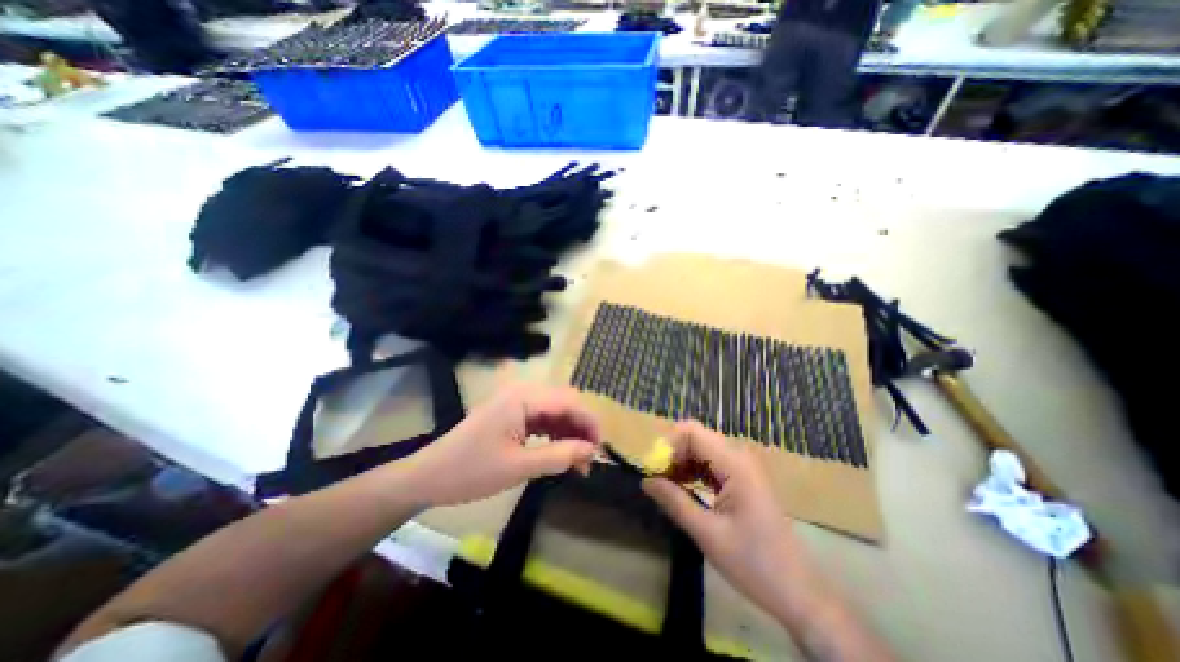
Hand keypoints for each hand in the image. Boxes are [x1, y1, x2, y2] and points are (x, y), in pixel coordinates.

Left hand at [400, 387, 598, 505]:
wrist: (428, 476)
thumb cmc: (470, 471)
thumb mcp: (518, 467)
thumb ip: (559, 456)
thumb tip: (592, 451)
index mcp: (523, 397)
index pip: (569, 402)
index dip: (590, 423)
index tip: (600, 450)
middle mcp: (523, 392)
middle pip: (565, 404)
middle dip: (581, 429)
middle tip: (589, 459)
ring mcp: (517, 402)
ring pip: (556, 412)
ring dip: (569, 433)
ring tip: (578, 462)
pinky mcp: (513, 414)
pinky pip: (543, 419)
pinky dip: (555, 435)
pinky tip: (560, 453)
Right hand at [642, 425, 807, 620]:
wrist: (798, 593)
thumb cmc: (754, 564)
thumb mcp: (707, 534)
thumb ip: (674, 501)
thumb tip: (645, 481)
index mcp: (734, 465)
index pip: (692, 432)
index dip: (668, 445)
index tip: (654, 471)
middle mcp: (739, 457)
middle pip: (696, 438)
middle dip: (672, 454)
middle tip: (657, 481)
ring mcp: (742, 467)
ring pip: (702, 450)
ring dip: (681, 463)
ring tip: (666, 488)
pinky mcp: (742, 479)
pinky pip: (711, 464)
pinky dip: (693, 472)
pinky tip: (683, 490)